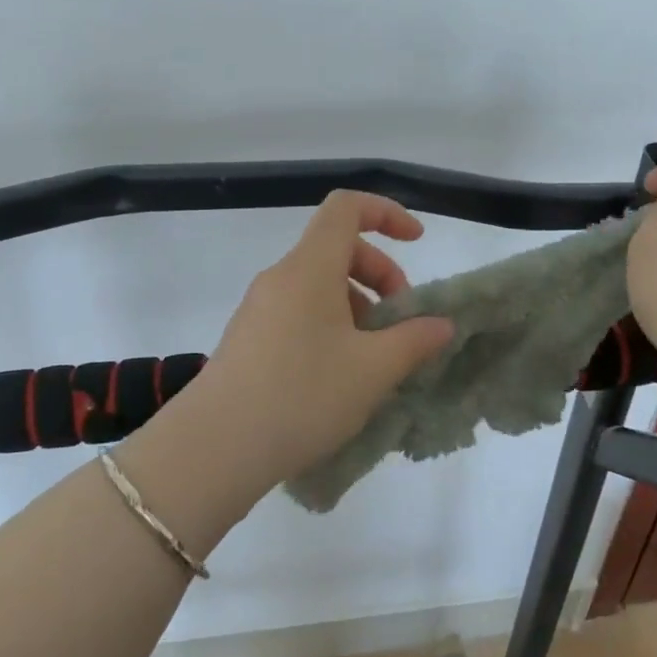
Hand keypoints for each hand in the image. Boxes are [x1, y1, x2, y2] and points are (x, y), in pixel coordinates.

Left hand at [172, 191, 454, 494]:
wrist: (215, 448)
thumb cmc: (302, 396)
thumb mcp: (373, 370)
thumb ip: (414, 340)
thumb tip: (441, 324)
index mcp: (309, 267)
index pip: (347, 207)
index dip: (387, 213)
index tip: (418, 241)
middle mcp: (280, 277)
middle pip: (337, 249)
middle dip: (380, 274)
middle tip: (401, 322)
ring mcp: (258, 309)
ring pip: (318, 285)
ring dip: (357, 306)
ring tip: (374, 358)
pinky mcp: (248, 339)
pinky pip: (299, 313)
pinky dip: (330, 326)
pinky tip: (340, 376)